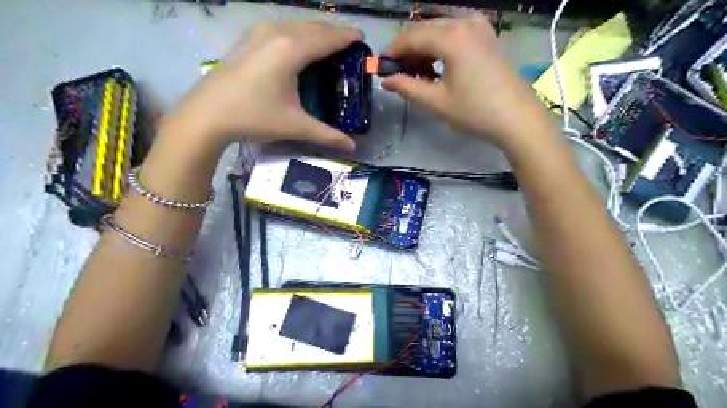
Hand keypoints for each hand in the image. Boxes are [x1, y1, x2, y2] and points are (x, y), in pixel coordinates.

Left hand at [171, 22, 363, 150]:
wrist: (207, 114)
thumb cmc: (254, 116)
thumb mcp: (295, 126)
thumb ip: (327, 135)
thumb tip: (352, 147)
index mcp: (292, 49)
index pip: (328, 38)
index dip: (348, 37)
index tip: (363, 38)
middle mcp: (277, 32)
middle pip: (314, 27)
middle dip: (335, 33)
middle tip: (350, 45)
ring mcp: (260, 32)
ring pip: (297, 25)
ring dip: (316, 32)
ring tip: (330, 45)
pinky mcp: (249, 39)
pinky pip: (282, 28)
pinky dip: (298, 34)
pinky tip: (301, 47)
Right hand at [382, 15, 554, 150]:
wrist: (517, 118)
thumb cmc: (475, 112)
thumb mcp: (436, 102)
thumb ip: (408, 87)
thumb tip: (386, 80)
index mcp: (452, 37)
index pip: (411, 36)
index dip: (393, 51)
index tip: (380, 66)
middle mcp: (465, 22)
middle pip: (425, 29)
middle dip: (407, 49)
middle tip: (397, 73)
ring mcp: (479, 26)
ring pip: (439, 30)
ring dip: (423, 48)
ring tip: (416, 74)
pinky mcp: (487, 35)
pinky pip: (455, 33)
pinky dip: (440, 47)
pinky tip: (436, 67)